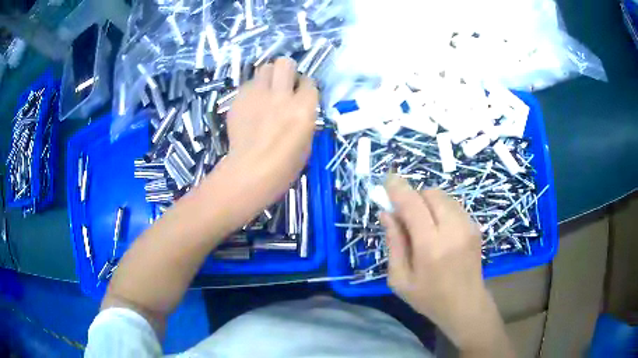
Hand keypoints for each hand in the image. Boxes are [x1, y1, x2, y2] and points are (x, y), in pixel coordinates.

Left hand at [226, 57, 317, 205]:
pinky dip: (252, 92)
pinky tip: (251, 107)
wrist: (250, 173)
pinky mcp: (238, 100)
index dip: (304, 87)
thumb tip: (299, 105)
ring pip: (264, 68)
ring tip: (266, 93)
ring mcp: (257, 96)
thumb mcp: (306, 141)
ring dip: (268, 78)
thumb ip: (304, 116)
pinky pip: (248, 85)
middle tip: (283, 85)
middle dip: (286, 71)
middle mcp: (281, 95)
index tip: (300, 94)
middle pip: (284, 63)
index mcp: (303, 108)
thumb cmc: (284, 167)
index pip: (309, 81)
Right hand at [381, 175, 506, 351]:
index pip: (413, 205)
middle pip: (430, 193)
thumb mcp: (400, 279)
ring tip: (423, 225)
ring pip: (443, 196)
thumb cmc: (429, 298)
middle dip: (414, 197)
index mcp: (431, 247)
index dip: (398, 189)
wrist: (466, 305)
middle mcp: (453, 230)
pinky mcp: (475, 226)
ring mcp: (468, 226)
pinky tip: (438, 229)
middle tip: (405, 216)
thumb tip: (386, 213)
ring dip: (427, 202)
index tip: (387, 179)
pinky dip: (440, 208)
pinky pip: (453, 204)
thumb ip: (394, 243)